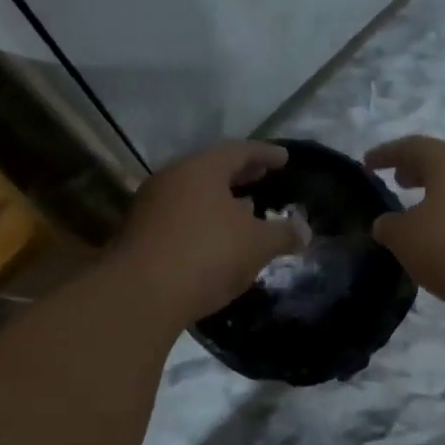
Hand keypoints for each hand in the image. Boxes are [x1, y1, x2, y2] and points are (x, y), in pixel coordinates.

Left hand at [111, 141, 303, 325]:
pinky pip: (181, 219)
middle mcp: (172, 179)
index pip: (239, 151)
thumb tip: (304, 230)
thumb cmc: (207, 255)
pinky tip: (218, 242)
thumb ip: (283, 234)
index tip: (284, 159)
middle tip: (263, 178)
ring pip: (194, 196)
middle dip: (240, 176)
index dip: (265, 154)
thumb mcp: (257, 245)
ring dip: (221, 202)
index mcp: (201, 169)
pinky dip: (203, 223)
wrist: (141, 294)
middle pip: (212, 171)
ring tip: (245, 212)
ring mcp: (151, 206)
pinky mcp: (140, 235)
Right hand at [365, 136, 444, 317]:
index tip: (368, 163)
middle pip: (442, 161)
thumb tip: (388, 222)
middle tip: (398, 181)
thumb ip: (390, 227)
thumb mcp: (408, 240)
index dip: (386, 154)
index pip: (411, 147)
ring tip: (423, 210)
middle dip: (417, 170)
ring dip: (440, 192)